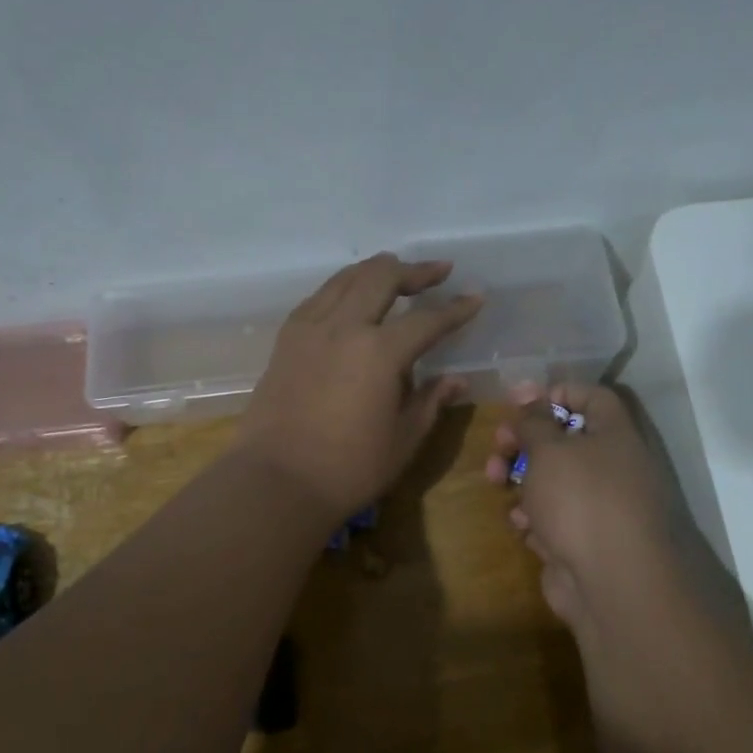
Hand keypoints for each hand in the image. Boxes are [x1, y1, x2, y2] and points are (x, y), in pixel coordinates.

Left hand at [236, 254, 481, 517]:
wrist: (276, 481)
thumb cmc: (349, 469)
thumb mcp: (403, 439)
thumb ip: (430, 402)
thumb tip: (456, 380)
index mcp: (380, 352)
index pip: (427, 320)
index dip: (456, 309)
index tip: (475, 298)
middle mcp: (344, 327)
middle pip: (382, 278)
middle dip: (414, 271)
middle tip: (438, 271)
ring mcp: (310, 328)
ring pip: (346, 279)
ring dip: (376, 270)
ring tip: (396, 272)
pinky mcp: (287, 340)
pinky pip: (319, 297)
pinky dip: (343, 288)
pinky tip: (351, 298)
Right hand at [485, 384, 678, 639]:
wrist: (611, 582)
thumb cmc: (581, 500)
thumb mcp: (549, 449)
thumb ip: (533, 420)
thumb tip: (528, 394)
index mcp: (615, 434)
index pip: (592, 396)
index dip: (556, 393)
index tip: (520, 402)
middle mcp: (612, 466)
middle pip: (563, 440)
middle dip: (524, 441)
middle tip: (498, 447)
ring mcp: (599, 507)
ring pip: (552, 481)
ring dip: (521, 480)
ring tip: (497, 484)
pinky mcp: (582, 540)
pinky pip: (552, 517)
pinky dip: (534, 518)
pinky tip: (523, 526)